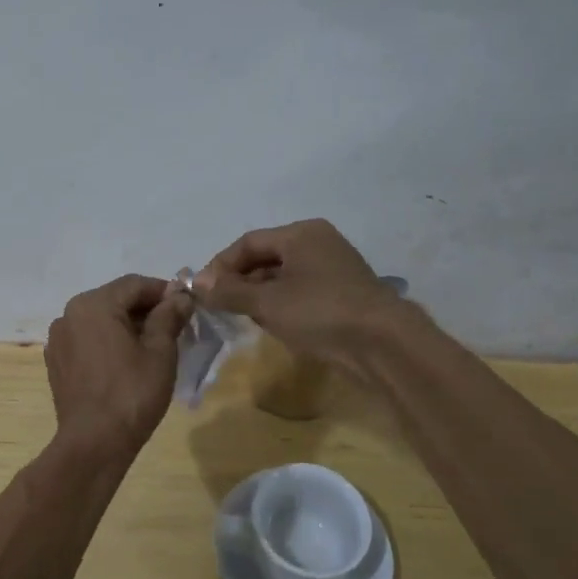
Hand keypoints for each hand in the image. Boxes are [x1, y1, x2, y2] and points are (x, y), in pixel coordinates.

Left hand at [45, 275, 192, 455]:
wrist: (94, 443)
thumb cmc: (132, 393)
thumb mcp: (160, 352)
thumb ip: (169, 317)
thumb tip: (180, 297)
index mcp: (93, 304)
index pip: (135, 284)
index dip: (164, 291)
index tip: (187, 306)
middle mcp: (69, 314)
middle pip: (115, 300)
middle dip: (145, 309)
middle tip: (174, 327)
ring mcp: (58, 340)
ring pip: (100, 321)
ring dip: (126, 326)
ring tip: (153, 346)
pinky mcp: (56, 363)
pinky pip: (87, 341)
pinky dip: (108, 343)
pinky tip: (126, 363)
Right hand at [193, 219, 406, 375]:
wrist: (383, 345)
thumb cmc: (320, 312)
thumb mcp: (267, 303)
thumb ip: (229, 291)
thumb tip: (195, 282)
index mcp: (301, 234)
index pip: (248, 242)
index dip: (221, 265)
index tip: (202, 291)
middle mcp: (318, 243)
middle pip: (266, 257)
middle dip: (239, 282)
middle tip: (219, 307)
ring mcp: (333, 269)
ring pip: (282, 277)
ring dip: (258, 295)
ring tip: (242, 318)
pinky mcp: (342, 294)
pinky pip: (300, 292)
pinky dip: (281, 305)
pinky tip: (272, 325)